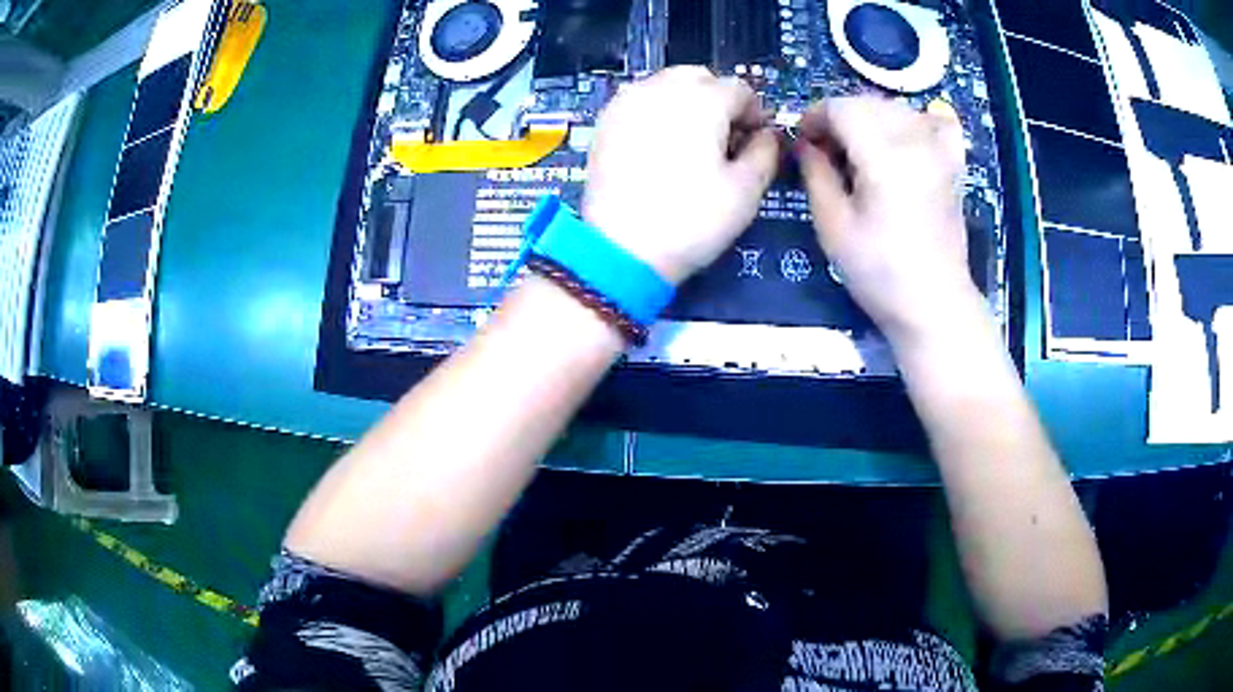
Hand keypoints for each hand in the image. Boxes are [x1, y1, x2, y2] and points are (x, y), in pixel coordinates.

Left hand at [582, 67, 780, 284]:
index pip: (740, 89)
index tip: (755, 141)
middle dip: (719, 100)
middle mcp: (663, 88)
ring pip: (667, 84)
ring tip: (691, 141)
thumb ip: (766, 151)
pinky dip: (657, 111)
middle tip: (724, 139)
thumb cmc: (692, 219)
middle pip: (701, 77)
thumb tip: (766, 135)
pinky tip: (659, 144)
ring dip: (687, 102)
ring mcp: (628, 101)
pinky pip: (640, 100)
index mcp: (703, 99)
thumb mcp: (747, 190)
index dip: (754, 114)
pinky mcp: (606, 119)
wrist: (621, 247)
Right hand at [796, 96, 981, 345]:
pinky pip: (935, 123)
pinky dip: (914, 121)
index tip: (802, 140)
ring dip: (869, 117)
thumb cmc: (879, 273)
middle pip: (868, 102)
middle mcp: (915, 142)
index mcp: (884, 157)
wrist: (933, 305)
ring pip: (897, 108)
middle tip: (824, 149)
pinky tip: (903, 138)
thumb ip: (815, 174)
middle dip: (838, 116)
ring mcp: (939, 152)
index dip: (814, 116)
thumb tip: (805, 143)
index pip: (842, 108)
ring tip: (857, 148)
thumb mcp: (833, 226)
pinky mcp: (952, 166)